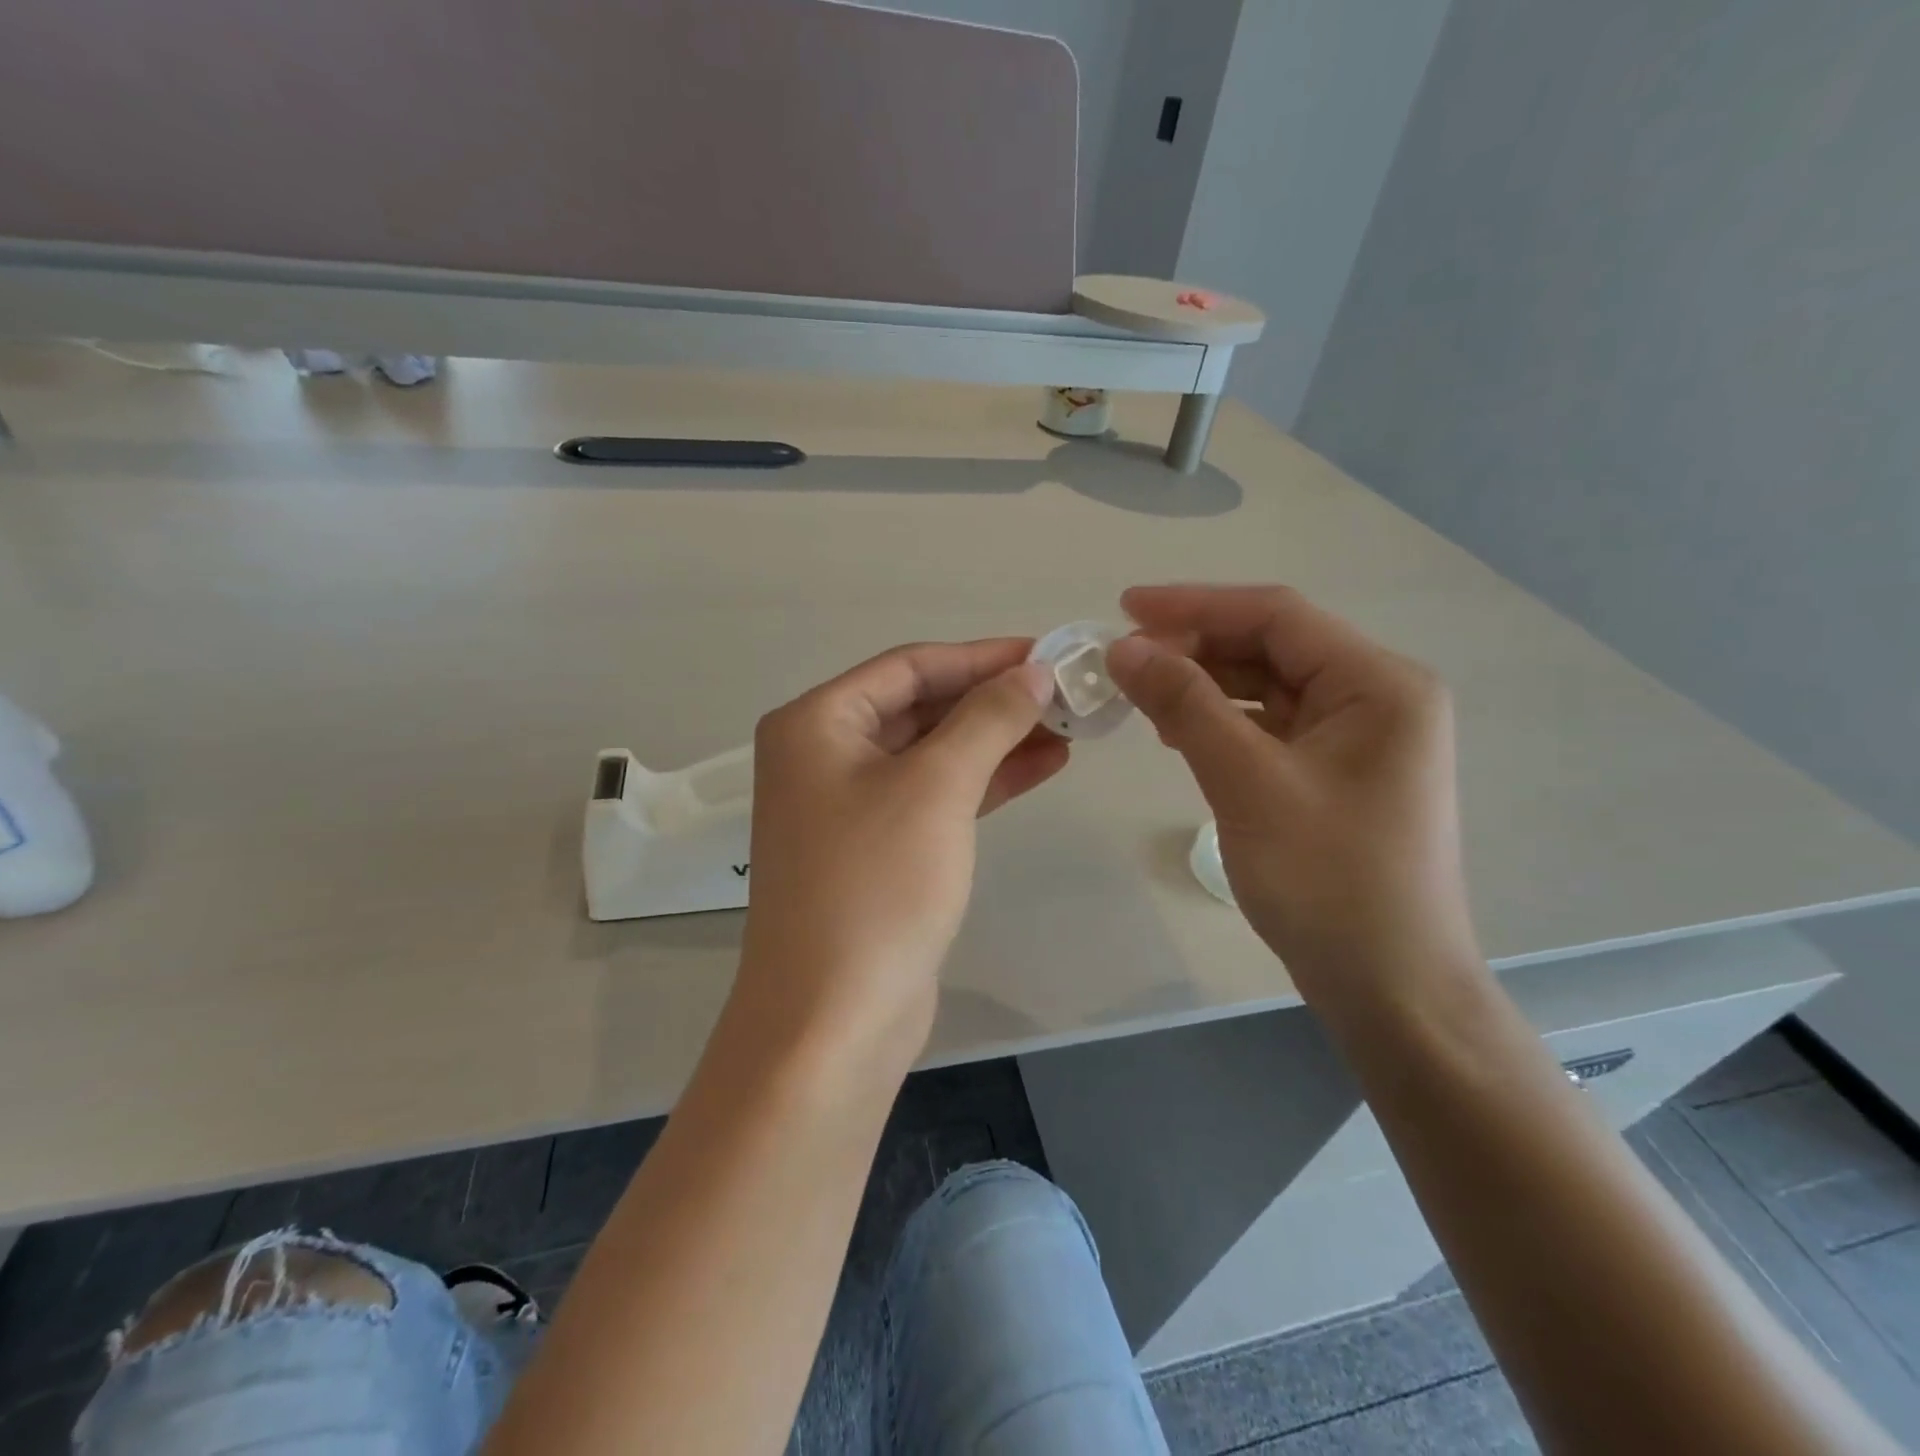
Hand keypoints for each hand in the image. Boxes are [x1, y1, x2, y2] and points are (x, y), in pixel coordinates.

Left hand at [735, 640, 1067, 1060]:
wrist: (833, 1020)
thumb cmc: (876, 885)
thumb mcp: (936, 787)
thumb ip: (987, 719)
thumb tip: (1034, 671)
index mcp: (816, 723)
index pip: (909, 667)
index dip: (981, 656)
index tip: (1047, 654)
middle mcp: (824, 755)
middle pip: (921, 707)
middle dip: (993, 700)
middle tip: (1067, 693)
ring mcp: (849, 806)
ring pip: (934, 753)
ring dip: (997, 740)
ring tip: (1069, 728)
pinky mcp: (879, 850)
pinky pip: (936, 796)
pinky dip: (985, 781)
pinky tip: (1043, 766)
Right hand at [1104, 586, 1478, 994]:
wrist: (1388, 986)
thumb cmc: (1327, 880)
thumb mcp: (1247, 782)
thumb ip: (1185, 705)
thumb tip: (1123, 648)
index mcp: (1377, 683)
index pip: (1276, 615)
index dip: (1194, 605)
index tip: (1122, 608)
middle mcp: (1376, 696)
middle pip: (1271, 646)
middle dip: (1194, 647)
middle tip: (1122, 661)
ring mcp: (1358, 735)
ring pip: (1266, 685)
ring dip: (1203, 684)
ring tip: (1139, 694)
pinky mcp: (1336, 770)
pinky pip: (1270, 725)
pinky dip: (1221, 721)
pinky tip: (1177, 732)